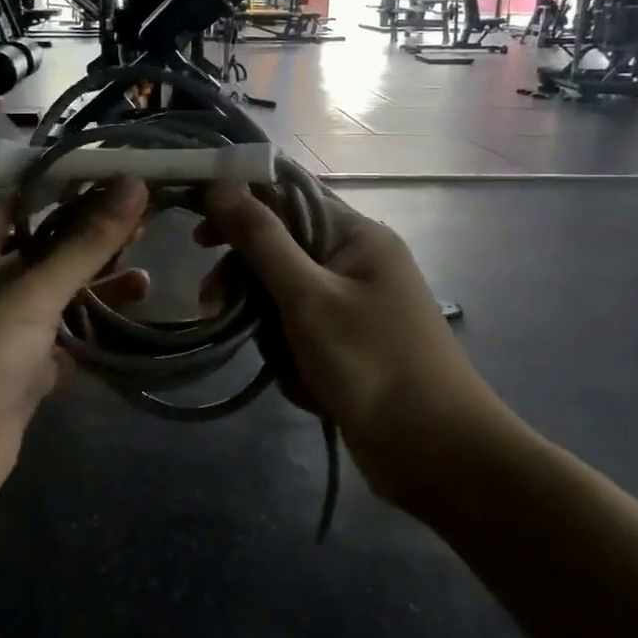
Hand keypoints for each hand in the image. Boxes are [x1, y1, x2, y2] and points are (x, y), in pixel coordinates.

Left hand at [0, 178, 151, 522]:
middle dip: (90, 242)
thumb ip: (86, 241)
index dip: (61, 189)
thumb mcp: (35, 289)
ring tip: (145, 281)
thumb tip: (133, 183)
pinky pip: (61, 347)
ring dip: (96, 291)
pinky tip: (128, 331)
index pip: (18, 205)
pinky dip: (90, 339)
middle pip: (45, 253)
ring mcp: (4, 335)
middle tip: (142, 228)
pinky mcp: (21, 376)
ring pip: (57, 302)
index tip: (111, 180)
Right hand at [198, 182, 475, 508]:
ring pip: (284, 298)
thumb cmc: (372, 363)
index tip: (199, 239)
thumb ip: (261, 239)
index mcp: (356, 235)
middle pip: (280, 251)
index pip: (287, 197)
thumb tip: (221, 183)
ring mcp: (354, 306)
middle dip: (247, 281)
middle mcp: (356, 262)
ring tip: (276, 362)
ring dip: (269, 328)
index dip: (240, 208)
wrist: (437, 454)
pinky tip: (305, 385)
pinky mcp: (349, 345)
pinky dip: (294, 357)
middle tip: (211, 305)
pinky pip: (301, 334)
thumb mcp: (307, 297)